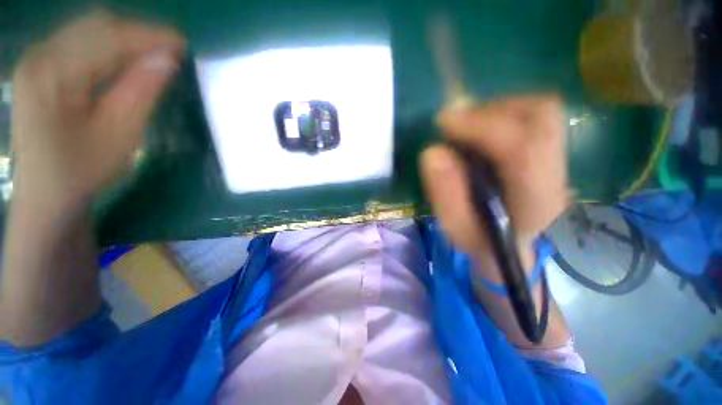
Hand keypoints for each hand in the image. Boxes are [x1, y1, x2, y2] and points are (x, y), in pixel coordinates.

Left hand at [11, 11, 185, 211]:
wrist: (47, 195)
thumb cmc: (83, 170)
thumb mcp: (119, 133)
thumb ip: (141, 90)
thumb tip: (168, 59)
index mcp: (53, 72)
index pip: (107, 36)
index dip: (149, 36)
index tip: (183, 45)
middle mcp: (40, 55)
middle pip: (96, 26)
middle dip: (138, 34)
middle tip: (171, 53)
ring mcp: (38, 60)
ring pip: (89, 32)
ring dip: (126, 40)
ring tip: (155, 57)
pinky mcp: (42, 69)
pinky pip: (81, 45)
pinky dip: (110, 48)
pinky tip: (127, 62)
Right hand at [420, 96, 569, 272]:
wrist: (518, 251)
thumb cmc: (484, 243)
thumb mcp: (457, 228)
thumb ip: (445, 194)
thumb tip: (432, 152)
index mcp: (533, 201)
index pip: (522, 148)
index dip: (481, 126)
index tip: (443, 123)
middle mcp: (556, 175)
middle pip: (541, 116)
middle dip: (491, 111)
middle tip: (458, 124)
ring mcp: (558, 161)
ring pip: (539, 112)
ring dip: (495, 112)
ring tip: (466, 128)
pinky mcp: (550, 155)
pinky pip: (533, 119)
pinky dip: (502, 117)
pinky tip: (480, 134)